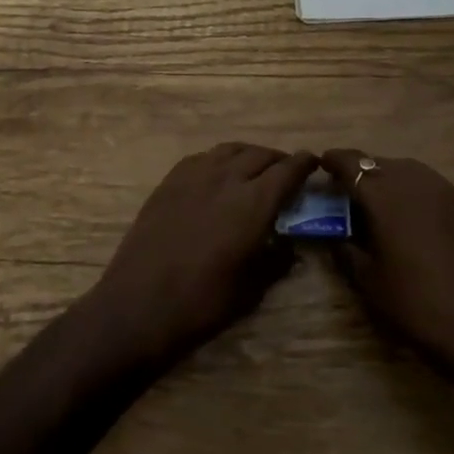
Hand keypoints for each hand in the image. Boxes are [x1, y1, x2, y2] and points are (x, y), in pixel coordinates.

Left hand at [85, 143, 316, 372]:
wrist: (139, 304)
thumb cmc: (203, 302)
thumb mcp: (252, 289)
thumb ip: (276, 261)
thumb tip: (289, 246)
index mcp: (254, 203)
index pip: (288, 170)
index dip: (303, 164)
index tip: (313, 163)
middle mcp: (226, 178)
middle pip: (260, 154)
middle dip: (278, 159)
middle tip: (286, 171)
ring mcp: (194, 175)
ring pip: (230, 150)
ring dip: (249, 155)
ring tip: (254, 168)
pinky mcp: (169, 181)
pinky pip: (202, 158)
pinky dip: (219, 160)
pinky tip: (218, 175)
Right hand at [321, 149, 453, 381]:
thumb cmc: (418, 307)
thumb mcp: (370, 283)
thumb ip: (346, 250)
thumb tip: (335, 234)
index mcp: (384, 196)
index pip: (352, 163)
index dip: (333, 161)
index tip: (322, 165)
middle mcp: (416, 182)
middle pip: (381, 163)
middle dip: (363, 172)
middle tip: (351, 193)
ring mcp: (449, 191)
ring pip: (411, 172)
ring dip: (392, 181)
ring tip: (384, 205)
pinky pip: (437, 189)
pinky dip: (420, 196)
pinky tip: (421, 222)